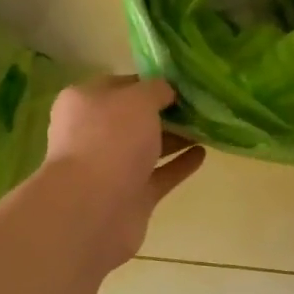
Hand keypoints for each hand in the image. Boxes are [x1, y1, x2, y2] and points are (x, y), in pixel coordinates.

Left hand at [42, 76, 205, 265]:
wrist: (92, 209)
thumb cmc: (109, 140)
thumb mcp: (137, 100)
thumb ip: (156, 90)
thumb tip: (166, 92)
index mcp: (85, 103)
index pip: (120, 86)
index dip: (150, 83)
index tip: (181, 84)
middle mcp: (94, 134)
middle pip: (134, 119)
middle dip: (165, 113)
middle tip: (201, 105)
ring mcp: (112, 169)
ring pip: (147, 148)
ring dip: (175, 138)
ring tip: (208, 127)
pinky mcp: (130, 197)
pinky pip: (159, 175)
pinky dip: (179, 165)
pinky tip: (202, 154)